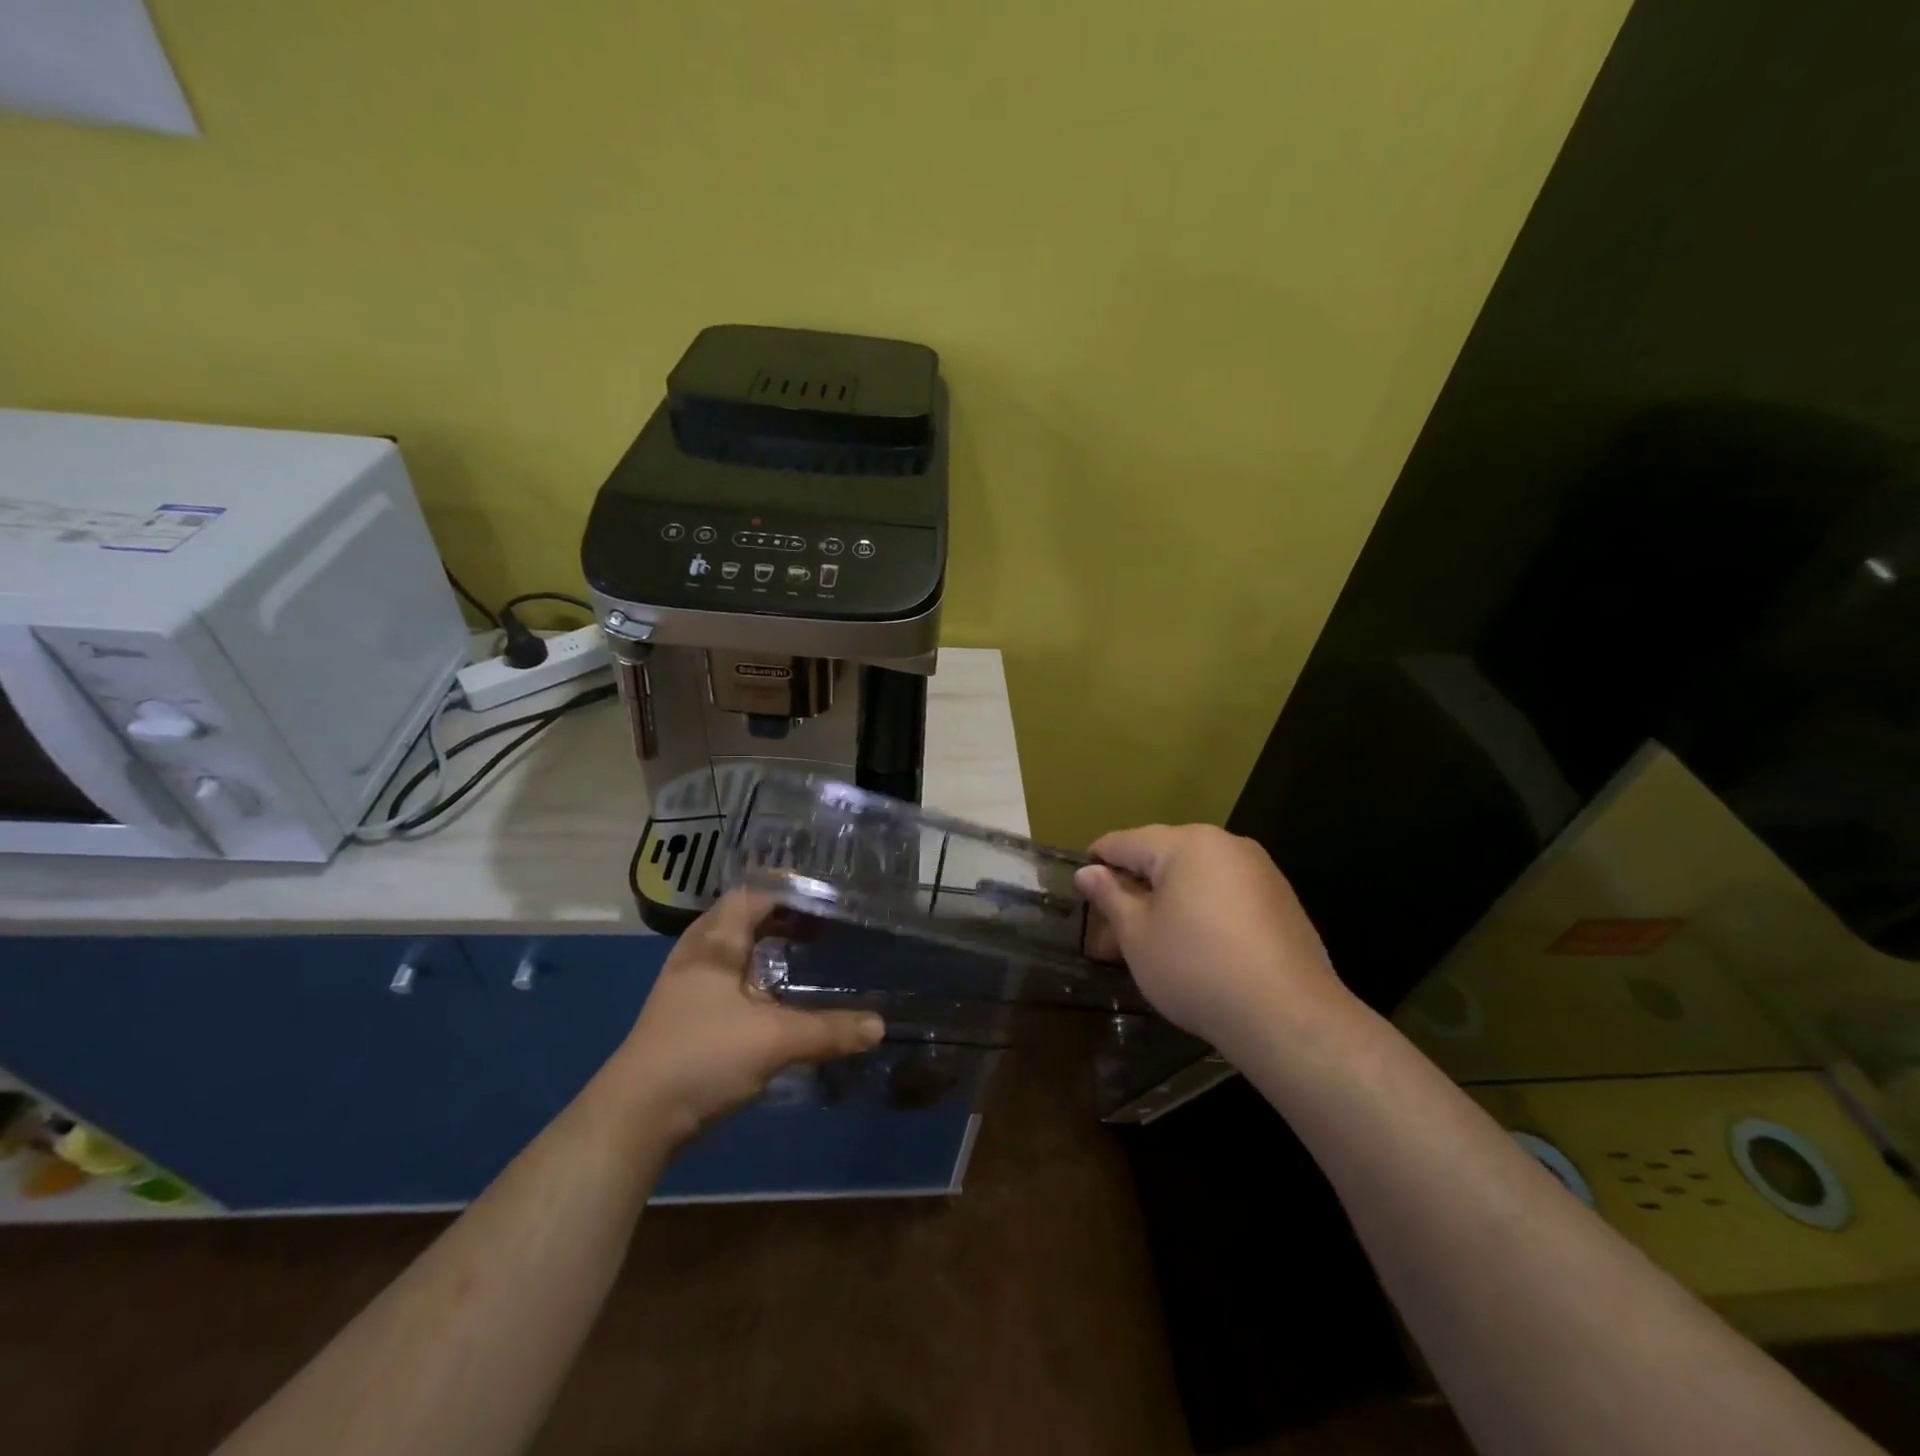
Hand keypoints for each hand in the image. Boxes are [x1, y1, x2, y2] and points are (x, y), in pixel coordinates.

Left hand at [605, 890, 885, 1144]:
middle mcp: (697, 955)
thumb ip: (829, 1030)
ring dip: (766, 948)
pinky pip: (727, 978)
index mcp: (714, 944)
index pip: (752, 896)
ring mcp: (687, 987)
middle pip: (741, 918)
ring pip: (732, 951)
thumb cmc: (701, 1057)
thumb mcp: (774, 1040)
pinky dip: (755, 976)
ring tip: (804, 955)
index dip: (789, 893)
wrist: (634, 1119)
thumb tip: (880, 1026)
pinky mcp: (685, 1016)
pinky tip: (777, 998)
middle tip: (822, 927)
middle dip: (781, 919)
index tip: (828, 900)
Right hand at [1073, 824, 1355, 1056]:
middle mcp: (1225, 844)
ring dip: (1166, 903)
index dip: (1096, 862)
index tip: (1078, 887)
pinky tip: (1193, 950)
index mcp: (1185, 843)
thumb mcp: (1137, 934)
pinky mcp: (1281, 901)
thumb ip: (1110, 897)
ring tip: (1147, 945)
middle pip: (1162, 858)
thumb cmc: (1196, 967)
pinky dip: (1200, 913)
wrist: (1288, 1016)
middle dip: (1133, 890)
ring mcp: (1259, 871)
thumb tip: (1088, 872)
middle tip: (1109, 932)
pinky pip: (1225, 895)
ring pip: (1195, 878)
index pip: (1125, 842)